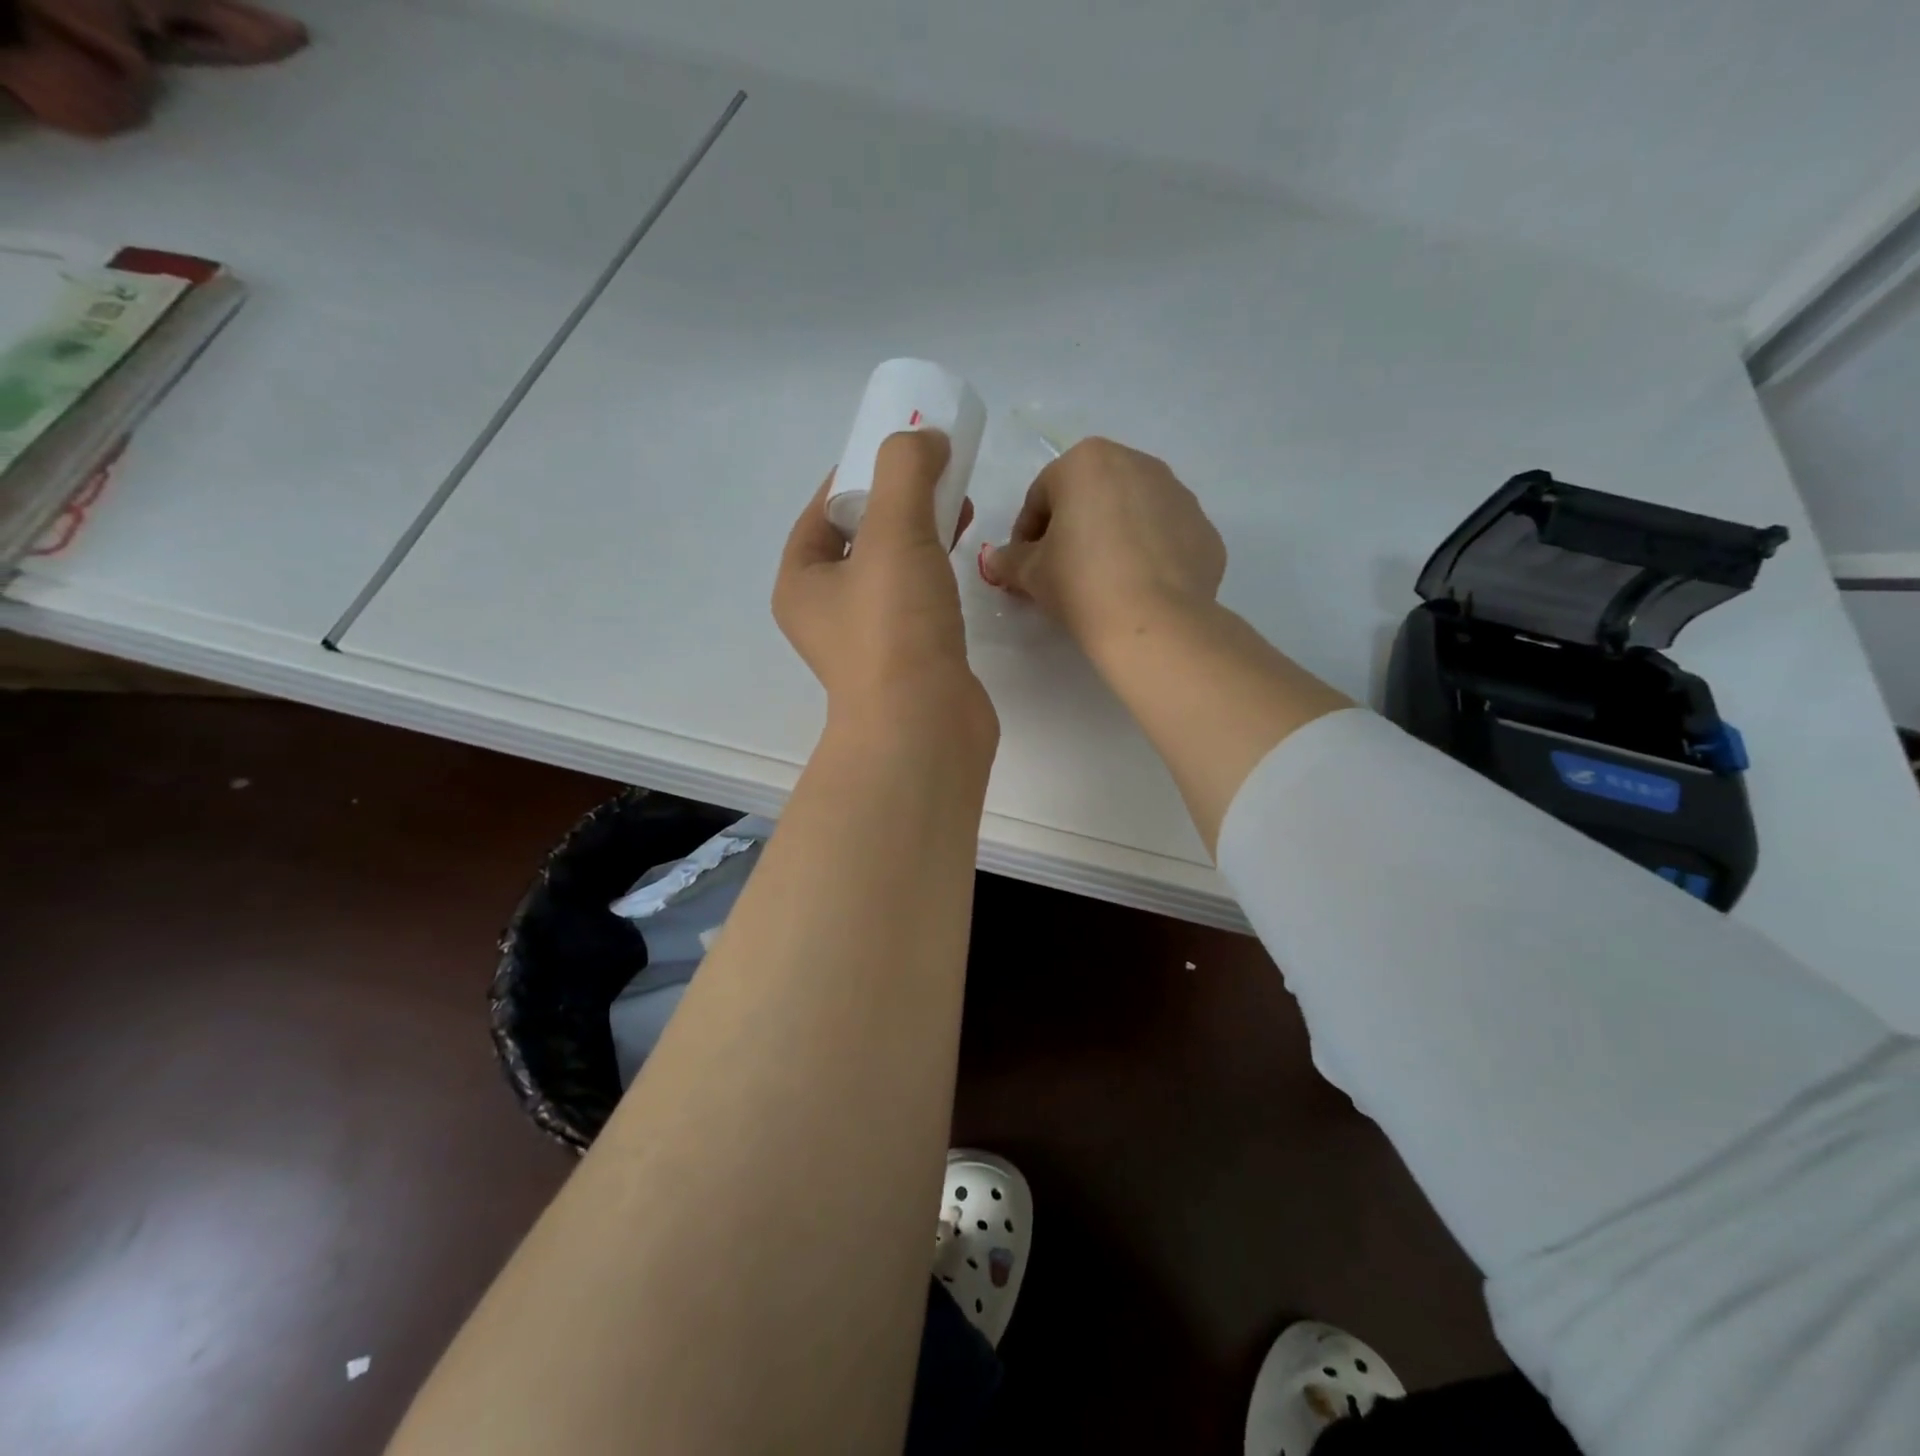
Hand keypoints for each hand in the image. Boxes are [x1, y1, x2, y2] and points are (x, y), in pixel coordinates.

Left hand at [775, 431, 997, 753]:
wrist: (924, 727)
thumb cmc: (895, 628)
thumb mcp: (894, 532)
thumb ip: (906, 471)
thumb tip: (925, 439)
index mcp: (802, 581)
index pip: (823, 508)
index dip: (859, 471)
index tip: (899, 449)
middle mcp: (828, 611)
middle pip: (861, 536)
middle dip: (899, 499)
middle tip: (938, 475)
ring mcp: (870, 640)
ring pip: (893, 568)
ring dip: (922, 533)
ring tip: (961, 508)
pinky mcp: (909, 659)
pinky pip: (918, 599)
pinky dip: (937, 572)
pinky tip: (966, 559)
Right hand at [983, 437, 1225, 656]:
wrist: (1154, 622)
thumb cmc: (1081, 584)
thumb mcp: (1031, 574)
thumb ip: (1010, 560)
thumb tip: (997, 560)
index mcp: (1087, 461)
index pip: (1041, 496)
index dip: (1026, 535)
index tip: (1024, 568)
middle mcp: (1137, 463)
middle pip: (1090, 496)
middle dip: (1072, 529)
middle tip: (1061, 572)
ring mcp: (1178, 494)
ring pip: (1131, 512)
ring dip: (1112, 538)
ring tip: (1103, 582)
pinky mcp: (1204, 529)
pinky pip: (1164, 537)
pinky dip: (1148, 555)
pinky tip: (1137, 589)